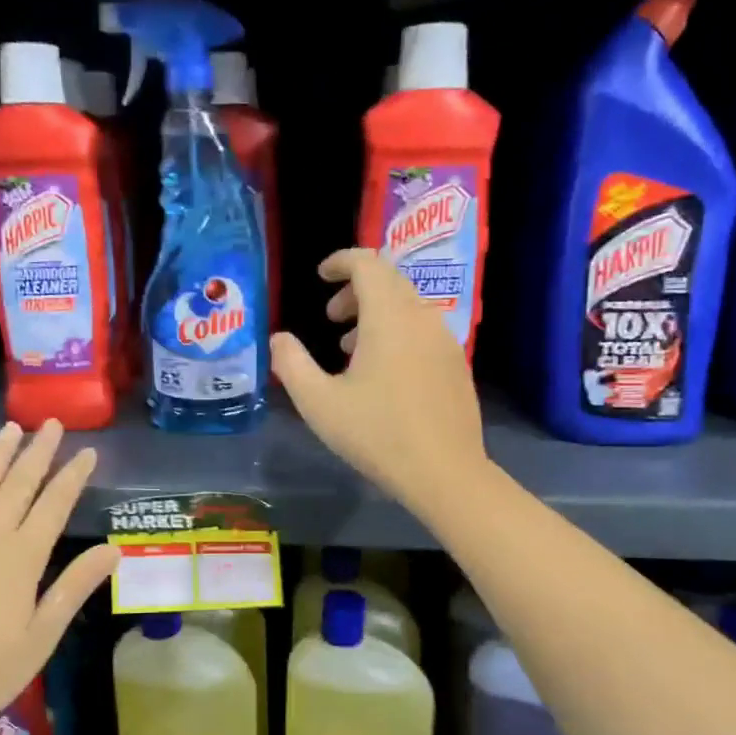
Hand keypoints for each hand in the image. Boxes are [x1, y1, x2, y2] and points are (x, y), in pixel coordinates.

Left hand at [0, 420, 118, 734]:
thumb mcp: (42, 636)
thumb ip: (74, 586)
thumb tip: (114, 549)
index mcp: (21, 558)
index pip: (54, 505)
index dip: (73, 476)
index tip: (88, 451)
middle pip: (17, 486)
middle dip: (37, 453)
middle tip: (51, 424)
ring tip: (9, 428)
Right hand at [270, 248, 489, 515]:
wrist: (444, 472)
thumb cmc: (376, 433)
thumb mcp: (318, 402)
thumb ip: (291, 364)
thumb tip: (279, 339)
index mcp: (389, 317)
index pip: (368, 263)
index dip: (341, 261)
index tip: (319, 276)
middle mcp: (422, 317)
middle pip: (389, 281)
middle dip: (355, 289)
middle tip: (330, 318)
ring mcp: (445, 341)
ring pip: (407, 307)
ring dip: (375, 314)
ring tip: (349, 348)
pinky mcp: (456, 365)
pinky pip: (422, 330)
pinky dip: (397, 333)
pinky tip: (382, 374)